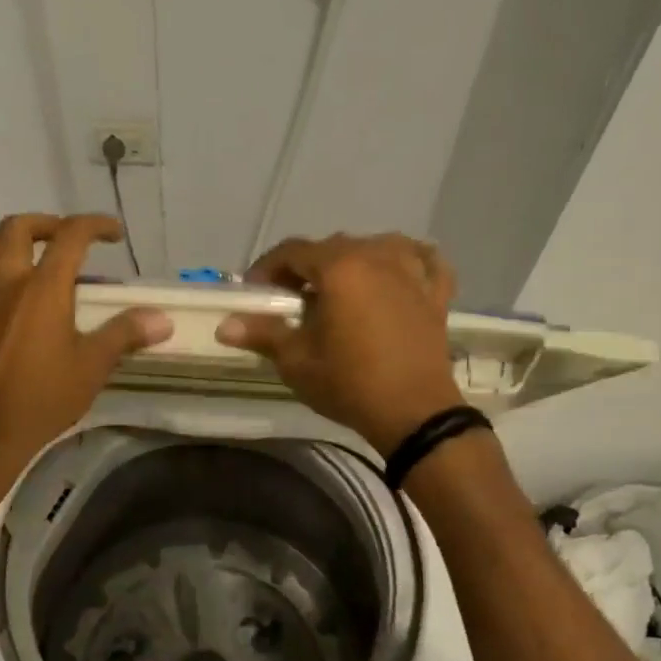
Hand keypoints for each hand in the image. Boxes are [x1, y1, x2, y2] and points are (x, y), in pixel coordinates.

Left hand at [0, 214, 171, 474]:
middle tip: (61, 240)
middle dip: (45, 224)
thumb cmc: (43, 399)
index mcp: (44, 289)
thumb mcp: (93, 367)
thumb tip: (162, 318)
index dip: (95, 225)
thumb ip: (126, 334)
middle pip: (18, 227)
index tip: (112, 234)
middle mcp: (5, 282)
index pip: (72, 236)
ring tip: (13, 251)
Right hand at [215, 233, 463, 455]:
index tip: (255, 292)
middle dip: (305, 268)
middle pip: (332, 246)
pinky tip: (396, 273)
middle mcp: (377, 256)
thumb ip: (262, 333)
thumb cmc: (349, 383)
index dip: (267, 268)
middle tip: (291, 300)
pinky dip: (406, 261)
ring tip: (339, 290)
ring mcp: (412, 270)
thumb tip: (224, 325)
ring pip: (375, 246)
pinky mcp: (435, 292)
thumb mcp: (297, 361)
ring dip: (352, 260)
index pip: (293, 251)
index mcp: (340, 267)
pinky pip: (422, 260)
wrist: (414, 413)